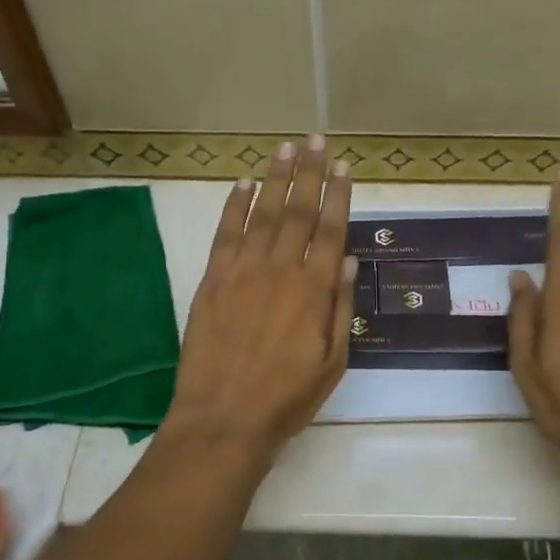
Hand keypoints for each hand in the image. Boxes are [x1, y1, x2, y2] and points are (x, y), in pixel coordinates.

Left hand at [167, 136, 355, 461]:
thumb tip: (347, 259)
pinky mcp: (212, 280)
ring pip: (262, 213)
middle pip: (298, 210)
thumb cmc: (286, 398)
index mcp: (314, 290)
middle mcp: (280, 270)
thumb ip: (340, 307)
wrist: (223, 419)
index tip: (342, 166)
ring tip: (286, 149)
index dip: (337, 195)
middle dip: (309, 173)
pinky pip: (225, 233)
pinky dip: (234, 205)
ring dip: (275, 178)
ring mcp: (242, 271)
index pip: (330, 230)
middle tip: (316, 140)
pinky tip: (243, 184)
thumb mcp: (333, 362)